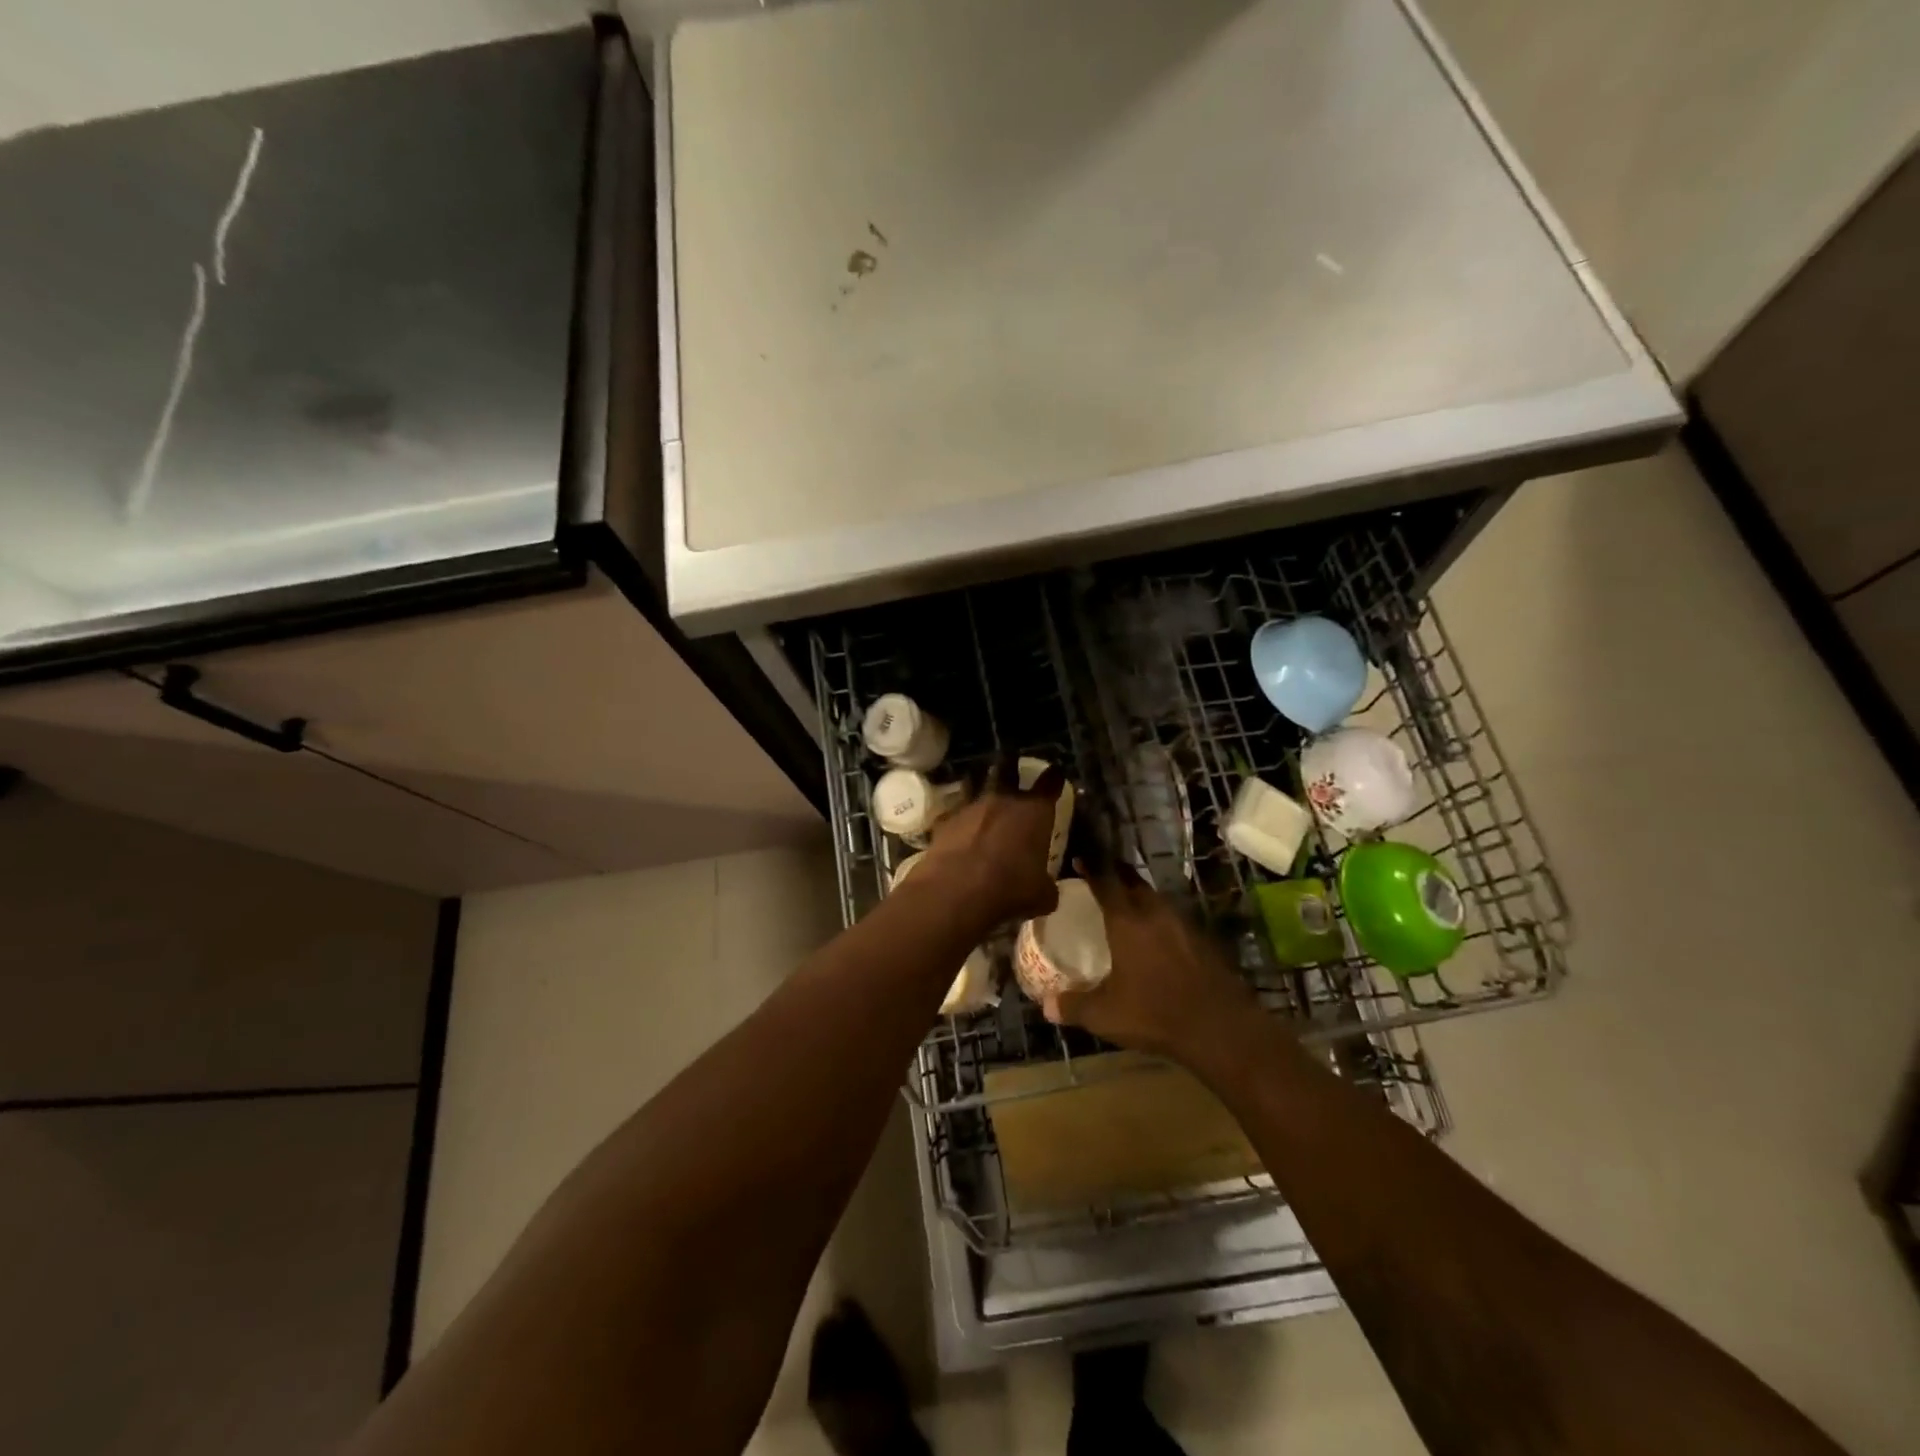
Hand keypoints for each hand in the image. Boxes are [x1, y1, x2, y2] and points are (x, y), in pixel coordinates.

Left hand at [912, 760, 1065, 927]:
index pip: (1049, 784)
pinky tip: (956, 821)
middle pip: (1007, 768)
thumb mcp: (1041, 896)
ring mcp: (970, 807)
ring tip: (979, 777)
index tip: (1055, 770)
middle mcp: (1003, 801)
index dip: (1054, 776)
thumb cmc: (1010, 890)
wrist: (956, 891)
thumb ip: (1045, 885)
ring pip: (975, 782)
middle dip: (1011, 760)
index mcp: (1034, 813)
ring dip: (979, 780)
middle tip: (1011, 754)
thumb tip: (1046, 888)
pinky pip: (953, 811)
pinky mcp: (943, 821)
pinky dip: (957, 814)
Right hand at [1044, 863, 1259, 1062]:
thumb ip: (1073, 1006)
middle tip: (1099, 876)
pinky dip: (1158, 918)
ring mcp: (1183, 925)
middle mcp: (1155, 913)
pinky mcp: (1203, 941)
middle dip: (1116, 874)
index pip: (1106, 881)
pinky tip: (1154, 936)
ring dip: (1139, 895)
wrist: (1221, 1029)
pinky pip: (1173, 918)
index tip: (1079, 858)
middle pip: (1133, 882)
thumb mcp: (1105, 1015)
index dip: (1091, 867)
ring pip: (1156, 898)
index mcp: (1127, 921)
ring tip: (1124, 904)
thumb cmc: (1155, 1014)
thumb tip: (1045, 1005)